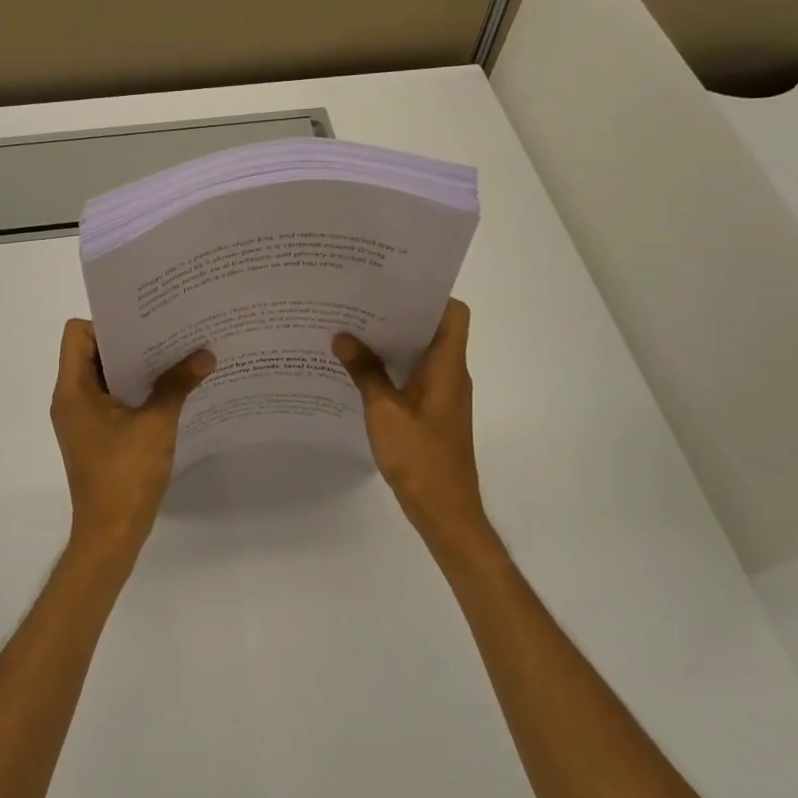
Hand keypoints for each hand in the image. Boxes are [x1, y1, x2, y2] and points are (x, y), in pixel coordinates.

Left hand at [51, 319, 214, 555]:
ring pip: (106, 376)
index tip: (144, 324)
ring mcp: (83, 418)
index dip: (108, 323)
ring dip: (137, 366)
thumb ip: (177, 384)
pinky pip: (114, 398)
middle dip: (131, 341)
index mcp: (73, 389)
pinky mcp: (97, 434)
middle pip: (94, 351)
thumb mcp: (156, 424)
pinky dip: (137, 389)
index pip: (78, 333)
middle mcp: (72, 398)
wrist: (111, 534)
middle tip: (169, 331)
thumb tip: (206, 354)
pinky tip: (170, 389)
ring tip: (176, 355)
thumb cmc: (125, 474)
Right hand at [333, 299, 487, 547]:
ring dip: (394, 342)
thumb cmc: (420, 457)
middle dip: (400, 314)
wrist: (445, 511)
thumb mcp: (384, 411)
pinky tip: (361, 371)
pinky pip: (415, 377)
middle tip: (361, 302)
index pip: (454, 313)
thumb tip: (343, 337)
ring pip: (422, 354)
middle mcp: (451, 374)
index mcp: (448, 366)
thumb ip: (365, 372)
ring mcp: (444, 395)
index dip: (430, 295)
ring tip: (354, 330)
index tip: (394, 286)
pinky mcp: (434, 413)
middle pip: (434, 329)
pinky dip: (393, 368)